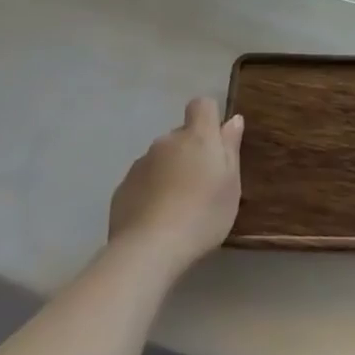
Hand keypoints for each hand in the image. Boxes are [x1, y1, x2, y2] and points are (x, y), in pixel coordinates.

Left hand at [108, 98, 242, 271]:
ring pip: (161, 158)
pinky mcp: (122, 188)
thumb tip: (232, 120)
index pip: (202, 105)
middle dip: (190, 151)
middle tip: (201, 184)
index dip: (209, 117)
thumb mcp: (231, 184)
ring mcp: (140, 164)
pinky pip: (143, 180)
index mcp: (197, 137)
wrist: (149, 249)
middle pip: (181, 135)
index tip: (216, 142)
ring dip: (169, 171)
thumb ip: (230, 148)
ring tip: (177, 206)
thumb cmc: (203, 214)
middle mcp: (166, 142)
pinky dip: (150, 191)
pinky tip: (156, 218)